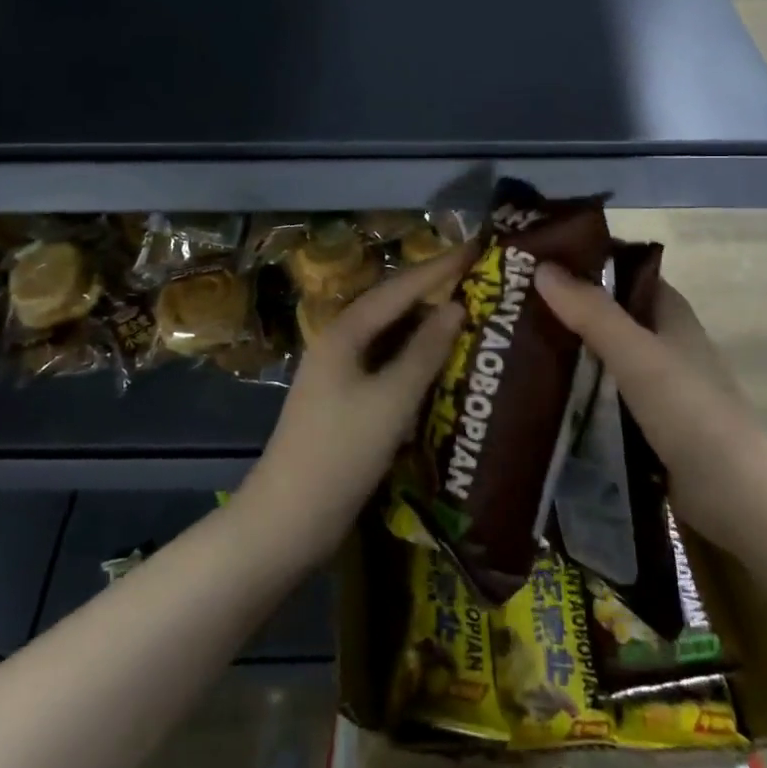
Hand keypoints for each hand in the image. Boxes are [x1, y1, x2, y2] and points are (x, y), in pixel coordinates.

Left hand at [237, 245, 470, 565]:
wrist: (288, 519)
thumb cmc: (341, 453)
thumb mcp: (391, 400)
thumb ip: (425, 351)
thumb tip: (456, 307)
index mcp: (344, 332)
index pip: (400, 288)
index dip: (439, 267)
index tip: (477, 248)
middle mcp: (339, 342)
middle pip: (393, 305)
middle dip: (433, 289)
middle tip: (478, 277)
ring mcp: (339, 371)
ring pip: (390, 335)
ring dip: (426, 322)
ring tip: (468, 309)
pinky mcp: (345, 400)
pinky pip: (387, 362)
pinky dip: (415, 355)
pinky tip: (440, 360)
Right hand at [535, 262, 766, 547]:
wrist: (735, 493)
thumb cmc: (689, 409)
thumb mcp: (634, 353)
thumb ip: (590, 311)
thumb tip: (542, 267)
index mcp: (668, 312)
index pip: (621, 272)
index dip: (582, 264)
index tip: (534, 263)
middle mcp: (662, 341)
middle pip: (607, 314)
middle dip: (565, 311)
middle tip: (511, 308)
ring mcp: (656, 384)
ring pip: (602, 356)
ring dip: (568, 353)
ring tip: (512, 347)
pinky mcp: (647, 422)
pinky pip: (604, 395)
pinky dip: (577, 391)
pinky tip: (540, 394)